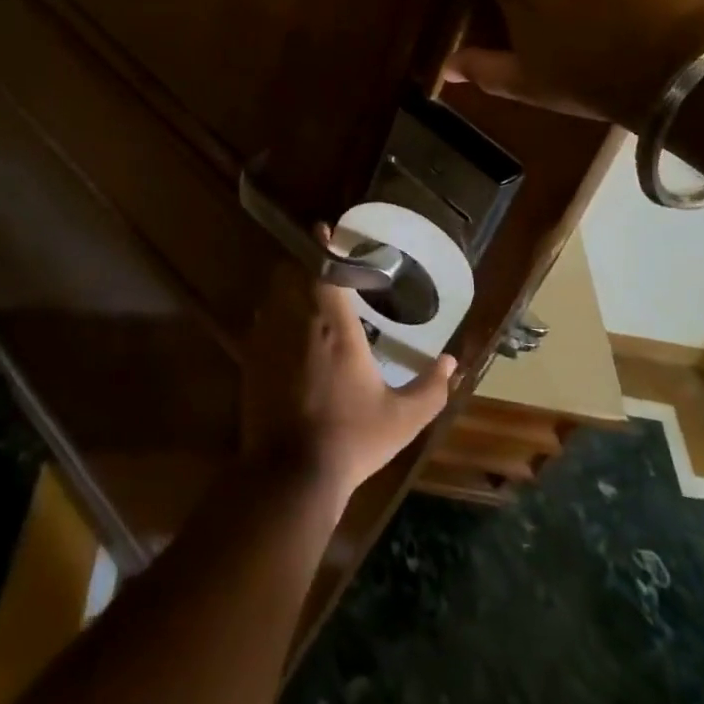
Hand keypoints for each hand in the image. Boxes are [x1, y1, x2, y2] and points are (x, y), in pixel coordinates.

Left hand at [240, 262, 455, 514]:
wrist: (291, 475)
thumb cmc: (352, 439)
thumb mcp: (402, 419)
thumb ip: (431, 388)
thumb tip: (452, 362)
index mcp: (335, 325)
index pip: (325, 268)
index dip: (324, 245)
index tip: (325, 229)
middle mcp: (298, 321)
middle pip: (292, 272)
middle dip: (303, 262)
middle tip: (319, 265)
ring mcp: (269, 339)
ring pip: (273, 294)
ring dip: (286, 286)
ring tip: (303, 292)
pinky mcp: (251, 360)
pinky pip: (260, 322)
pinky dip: (272, 315)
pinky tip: (285, 331)